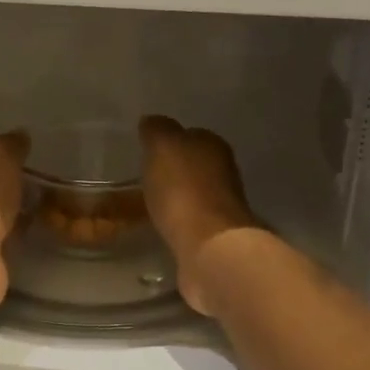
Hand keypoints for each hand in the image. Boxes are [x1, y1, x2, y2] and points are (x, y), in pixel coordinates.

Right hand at [138, 116, 261, 317]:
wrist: (209, 247)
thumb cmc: (184, 190)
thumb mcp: (163, 147)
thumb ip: (157, 131)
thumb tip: (152, 122)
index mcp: (213, 146)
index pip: (190, 135)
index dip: (169, 142)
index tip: (148, 152)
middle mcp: (224, 172)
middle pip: (194, 165)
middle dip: (174, 170)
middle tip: (145, 178)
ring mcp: (222, 207)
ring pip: (193, 194)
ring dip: (177, 197)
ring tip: (150, 204)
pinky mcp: (215, 237)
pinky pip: (190, 221)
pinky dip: (179, 221)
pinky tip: (163, 226)